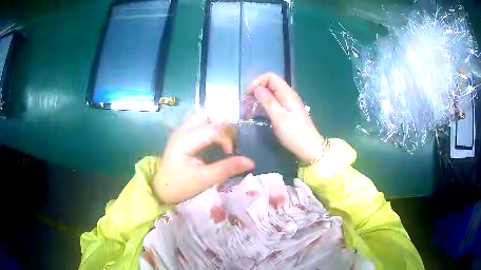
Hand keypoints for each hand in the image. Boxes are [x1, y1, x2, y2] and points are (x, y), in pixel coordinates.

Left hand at [153, 113, 254, 203]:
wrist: (161, 189)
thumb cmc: (180, 185)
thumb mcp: (205, 180)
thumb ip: (227, 168)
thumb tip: (251, 162)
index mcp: (184, 140)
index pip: (213, 129)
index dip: (227, 139)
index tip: (231, 154)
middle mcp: (182, 130)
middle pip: (208, 116)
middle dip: (222, 127)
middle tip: (229, 143)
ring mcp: (180, 131)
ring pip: (203, 117)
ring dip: (216, 126)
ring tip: (223, 142)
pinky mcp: (182, 135)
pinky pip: (199, 124)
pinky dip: (210, 129)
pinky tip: (214, 143)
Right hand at [247, 72, 324, 162]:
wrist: (309, 148)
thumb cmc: (294, 134)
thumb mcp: (279, 118)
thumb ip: (268, 102)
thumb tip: (257, 89)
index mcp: (287, 94)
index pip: (271, 77)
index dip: (258, 81)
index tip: (248, 94)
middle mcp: (287, 95)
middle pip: (270, 84)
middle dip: (256, 90)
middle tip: (246, 103)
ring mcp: (287, 103)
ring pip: (270, 94)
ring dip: (258, 99)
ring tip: (248, 109)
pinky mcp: (286, 111)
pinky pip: (273, 103)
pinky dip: (263, 106)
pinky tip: (256, 114)